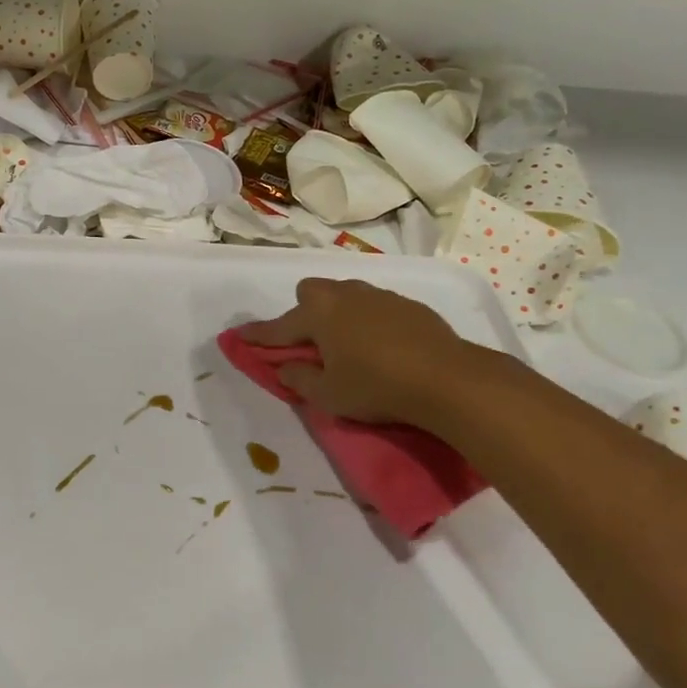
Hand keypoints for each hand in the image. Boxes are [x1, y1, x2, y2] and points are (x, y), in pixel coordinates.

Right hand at [237, 277, 520, 430]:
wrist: (447, 378)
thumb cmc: (377, 387)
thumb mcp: (329, 395)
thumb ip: (299, 379)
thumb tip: (285, 366)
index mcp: (319, 314)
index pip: (278, 327)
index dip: (258, 336)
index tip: (239, 336)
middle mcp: (344, 295)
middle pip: (311, 292)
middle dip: (304, 312)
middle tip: (311, 343)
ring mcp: (378, 295)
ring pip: (345, 295)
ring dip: (337, 314)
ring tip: (348, 345)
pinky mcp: (407, 304)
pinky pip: (374, 305)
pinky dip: (368, 321)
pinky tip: (382, 346)